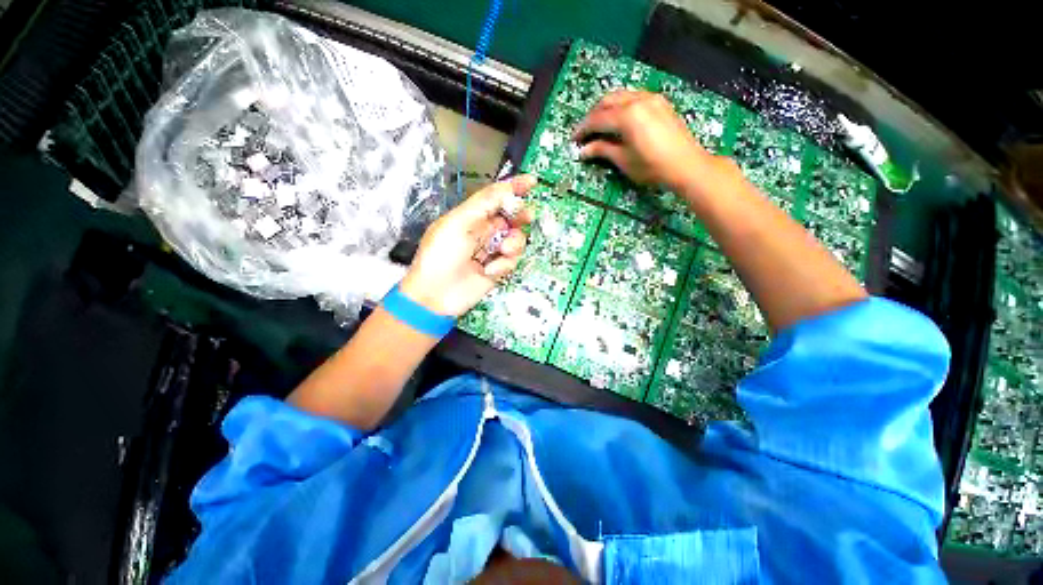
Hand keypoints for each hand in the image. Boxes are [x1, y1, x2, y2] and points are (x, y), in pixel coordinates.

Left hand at [399, 175, 535, 317]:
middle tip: (526, 216)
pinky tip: (489, 270)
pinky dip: (504, 264)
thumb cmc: (440, 254)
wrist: (436, 294)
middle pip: (511, 218)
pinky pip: (512, 260)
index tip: (532, 181)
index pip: (496, 197)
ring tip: (502, 250)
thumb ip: (483, 204)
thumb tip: (507, 189)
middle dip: (521, 216)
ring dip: (513, 243)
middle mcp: (484, 231)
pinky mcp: (498, 269)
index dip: (513, 187)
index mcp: (472, 216)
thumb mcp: (457, 223)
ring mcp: (492, 251)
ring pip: (516, 239)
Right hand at [573, 90, 716, 189]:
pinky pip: (634, 97)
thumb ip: (602, 150)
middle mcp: (638, 100)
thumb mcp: (623, 160)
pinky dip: (622, 106)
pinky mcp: (660, 103)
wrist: (686, 165)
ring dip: (607, 108)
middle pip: (608, 101)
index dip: (583, 129)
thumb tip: (583, 150)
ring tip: (600, 125)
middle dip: (593, 115)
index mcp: (627, 115)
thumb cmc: (651, 166)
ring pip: (621, 96)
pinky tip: (620, 120)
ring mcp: (651, 99)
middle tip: (586, 132)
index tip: (574, 139)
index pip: (597, 119)